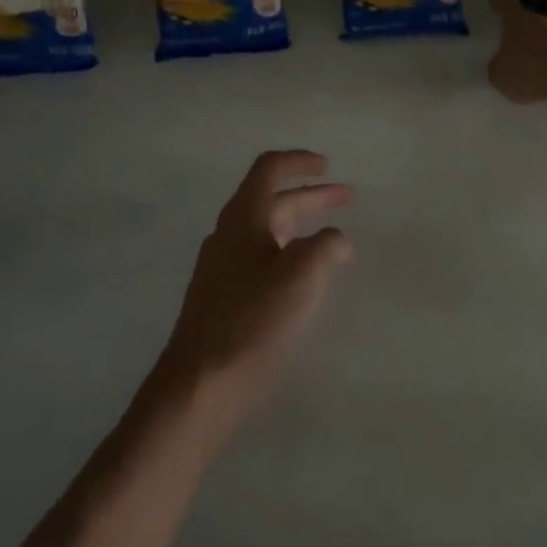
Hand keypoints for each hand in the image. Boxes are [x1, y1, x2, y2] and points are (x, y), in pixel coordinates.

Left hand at [158, 150, 353, 424]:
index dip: (299, 161)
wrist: (200, 385)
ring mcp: (221, 267)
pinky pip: (260, 259)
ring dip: (300, 225)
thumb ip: (327, 246)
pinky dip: (288, 254)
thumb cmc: (254, 320)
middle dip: (311, 196)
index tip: (328, 166)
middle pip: (271, 200)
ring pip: (266, 231)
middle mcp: (228, 234)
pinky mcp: (222, 298)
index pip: (269, 169)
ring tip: (333, 239)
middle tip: (346, 198)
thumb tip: (335, 240)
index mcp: (243, 217)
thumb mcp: (303, 275)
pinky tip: (304, 278)